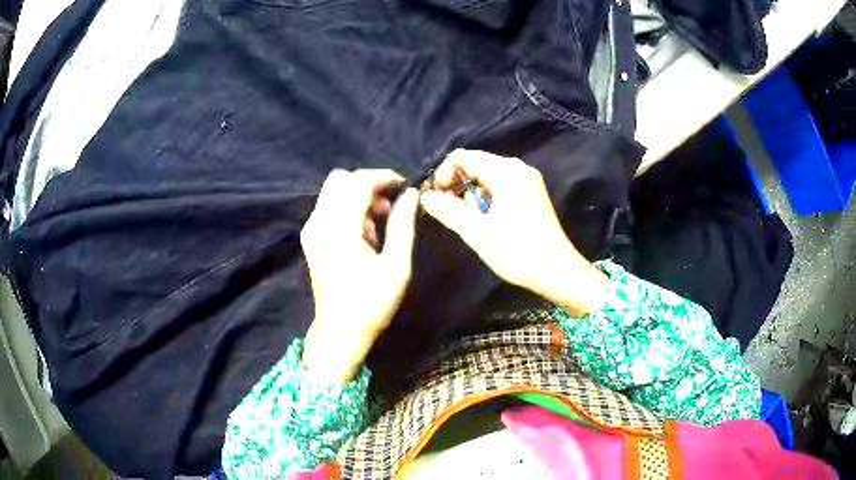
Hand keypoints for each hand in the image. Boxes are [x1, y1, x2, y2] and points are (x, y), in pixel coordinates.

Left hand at [301, 169, 418, 383]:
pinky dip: (347, 208)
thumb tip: (411, 194)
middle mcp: (319, 223)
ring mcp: (311, 230)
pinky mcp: (310, 238)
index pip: (358, 183)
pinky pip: (328, 207)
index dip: (383, 177)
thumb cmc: (372, 304)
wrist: (340, 332)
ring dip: (358, 196)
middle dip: (369, 184)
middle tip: (392, 204)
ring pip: (333, 191)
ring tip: (380, 222)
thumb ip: (403, 225)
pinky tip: (364, 232)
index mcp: (340, 229)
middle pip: (341, 179)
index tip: (404, 185)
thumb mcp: (397, 266)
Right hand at [420, 149, 607, 316]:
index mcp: (507, 171)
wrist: (557, 272)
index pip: (464, 156)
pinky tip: (486, 220)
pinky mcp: (531, 195)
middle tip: (448, 211)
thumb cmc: (517, 252)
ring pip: (487, 177)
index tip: (437, 197)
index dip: (444, 173)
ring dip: (471, 195)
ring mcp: (527, 181)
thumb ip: (447, 210)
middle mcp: (518, 168)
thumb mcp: (477, 232)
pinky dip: (486, 199)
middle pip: (476, 165)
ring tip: (469, 220)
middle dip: (457, 185)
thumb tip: (425, 196)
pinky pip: (500, 187)